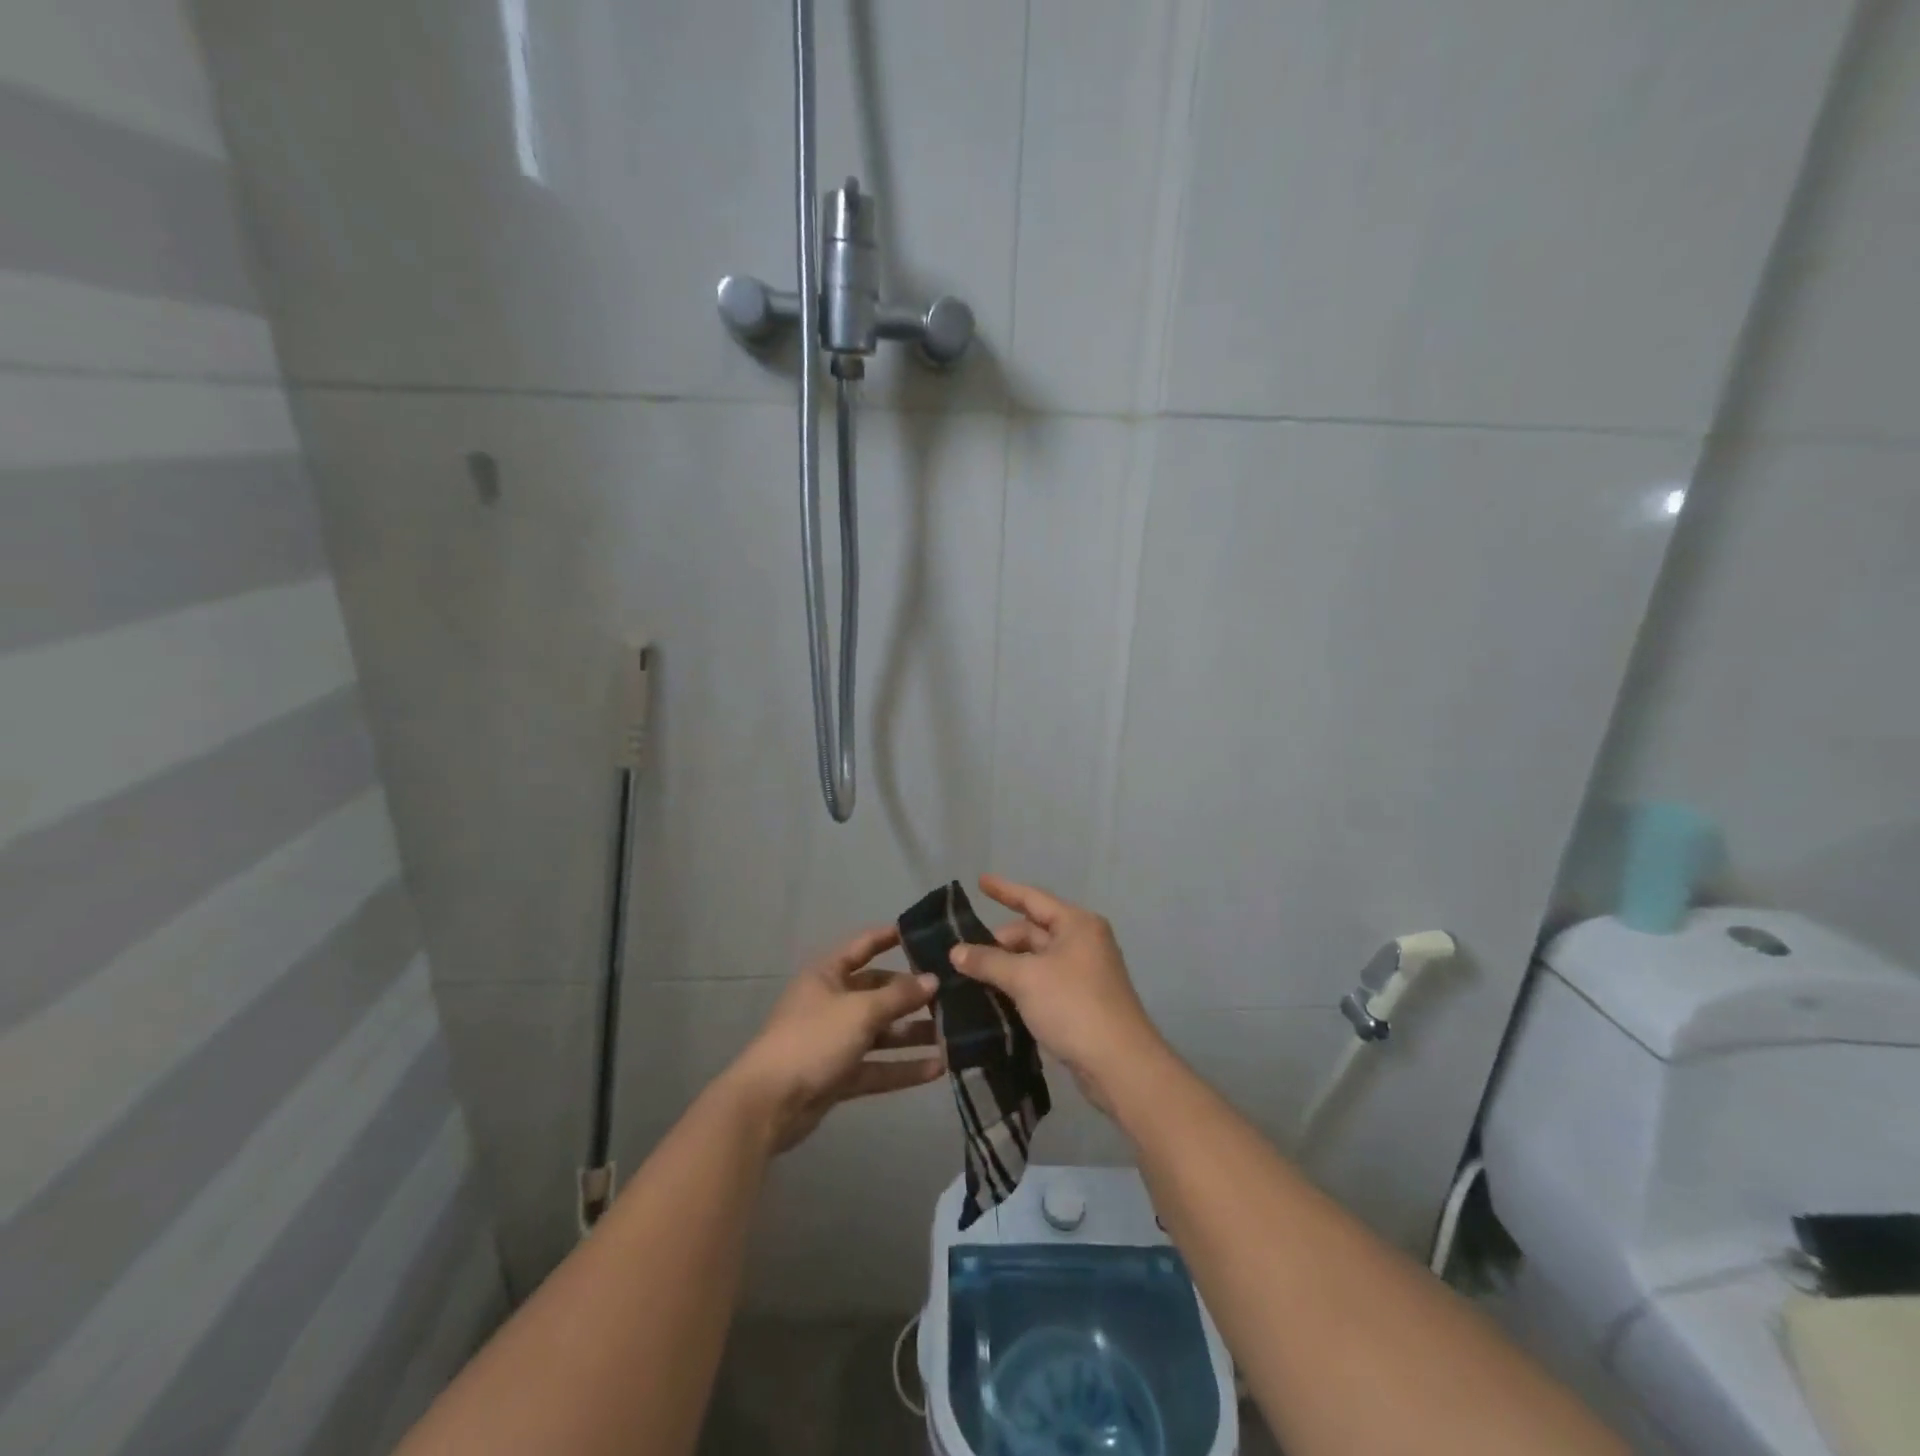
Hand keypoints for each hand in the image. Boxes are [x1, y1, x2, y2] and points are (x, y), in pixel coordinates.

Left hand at [722, 926, 945, 1153]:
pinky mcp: (839, 1076)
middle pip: (877, 992)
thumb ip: (899, 996)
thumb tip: (933, 980)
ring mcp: (835, 1041)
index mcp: (827, 975)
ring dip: (912, 1034)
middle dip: (911, 995)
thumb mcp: (860, 1011)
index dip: (889, 937)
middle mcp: (831, 1003)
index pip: (863, 946)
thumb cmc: (813, 1040)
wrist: (769, 1104)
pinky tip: (937, 1069)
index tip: (923, 933)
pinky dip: (903, 1068)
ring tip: (952, 1035)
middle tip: (950, 996)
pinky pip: (877, 1066)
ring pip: (881, 1033)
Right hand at [950, 874, 1166, 1115]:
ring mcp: (1084, 973)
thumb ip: (988, 961)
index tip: (979, 881)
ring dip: (1008, 966)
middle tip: (964, 955)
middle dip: (1000, 941)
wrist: (1119, 1064)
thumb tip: (956, 951)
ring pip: (1037, 960)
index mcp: (1077, 924)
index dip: (1004, 890)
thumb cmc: (1073, 1005)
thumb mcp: (1025, 978)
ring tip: (972, 976)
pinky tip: (995, 997)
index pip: (1033, 899)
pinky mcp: (1081, 1002)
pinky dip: (1020, 986)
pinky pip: (1043, 983)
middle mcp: (1084, 942)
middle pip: (1033, 931)